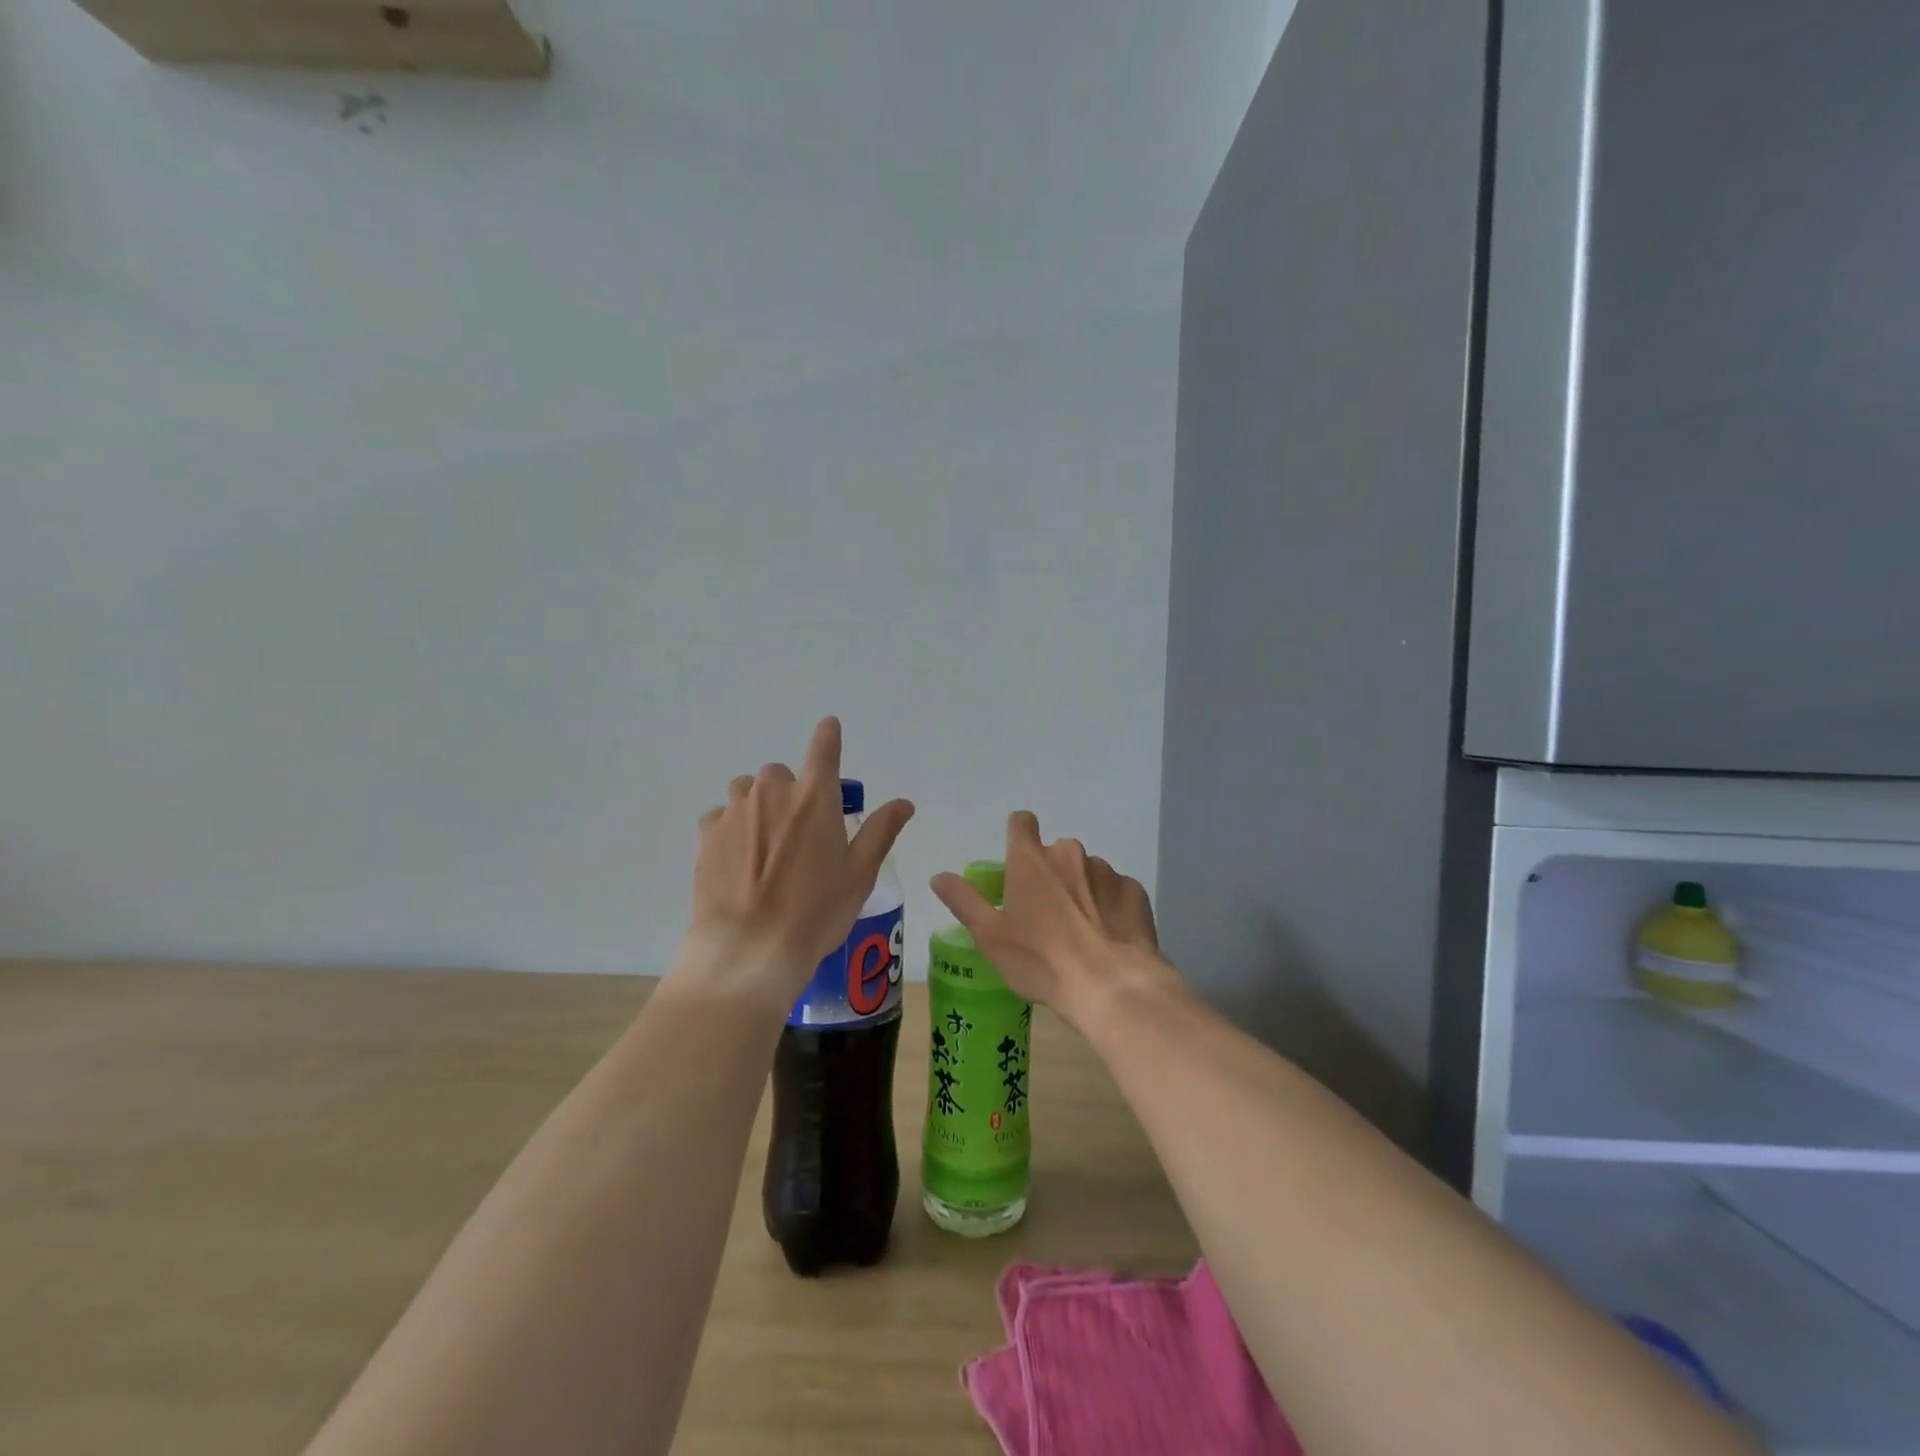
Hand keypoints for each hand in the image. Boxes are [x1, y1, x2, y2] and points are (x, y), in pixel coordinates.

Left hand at [682, 718, 913, 1004]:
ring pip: (747, 791)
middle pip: (781, 773)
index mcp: (814, 797)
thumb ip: (881, 831)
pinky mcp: (706, 835)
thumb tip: (904, 802)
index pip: (823, 747)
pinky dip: (732, 828)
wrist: (748, 951)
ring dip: (759, 806)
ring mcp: (734, 812)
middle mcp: (771, 792)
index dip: (828, 735)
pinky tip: (738, 860)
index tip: (830, 728)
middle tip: (800, 829)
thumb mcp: (859, 874)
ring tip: (767, 845)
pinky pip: (721, 817)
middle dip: (791, 791)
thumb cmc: (815, 912)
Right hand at [929, 810, 1177, 1026]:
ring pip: (1087, 873)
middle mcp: (1069, 854)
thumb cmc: (1041, 960)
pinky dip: (1109, 908)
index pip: (1021, 822)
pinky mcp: (1134, 891)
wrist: (1111, 985)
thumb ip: (964, 901)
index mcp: (1030, 860)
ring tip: (1080, 933)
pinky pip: (1115, 892)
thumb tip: (939, 876)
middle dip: (1050, 876)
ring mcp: (1106, 871)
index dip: (1017, 836)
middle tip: (1046, 915)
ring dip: (1080, 892)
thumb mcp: (990, 937)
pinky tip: (1108, 938)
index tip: (1016, 862)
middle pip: (1055, 854)